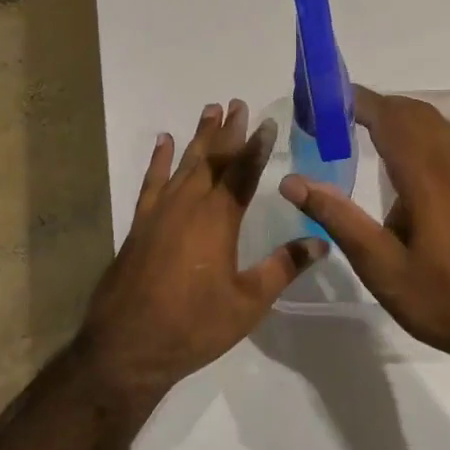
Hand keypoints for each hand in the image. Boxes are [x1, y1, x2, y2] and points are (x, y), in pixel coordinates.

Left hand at [81, 100, 327, 404]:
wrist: (128, 346)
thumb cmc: (194, 326)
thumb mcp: (248, 302)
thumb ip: (283, 267)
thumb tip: (321, 241)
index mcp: (218, 220)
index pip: (244, 172)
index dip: (257, 146)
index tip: (268, 122)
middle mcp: (188, 205)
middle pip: (213, 159)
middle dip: (228, 131)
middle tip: (237, 103)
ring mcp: (159, 212)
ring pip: (183, 164)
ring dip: (199, 137)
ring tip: (210, 111)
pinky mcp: (140, 224)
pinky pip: (151, 182)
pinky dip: (158, 160)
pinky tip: (163, 142)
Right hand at [279, 86, 449, 364]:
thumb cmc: (441, 300)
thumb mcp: (381, 268)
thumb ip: (339, 219)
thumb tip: (292, 181)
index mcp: (427, 179)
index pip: (390, 120)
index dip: (358, 102)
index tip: (325, 99)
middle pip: (413, 113)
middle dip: (375, 105)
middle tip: (335, 116)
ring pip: (435, 122)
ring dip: (399, 115)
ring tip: (363, 128)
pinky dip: (421, 129)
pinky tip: (405, 155)